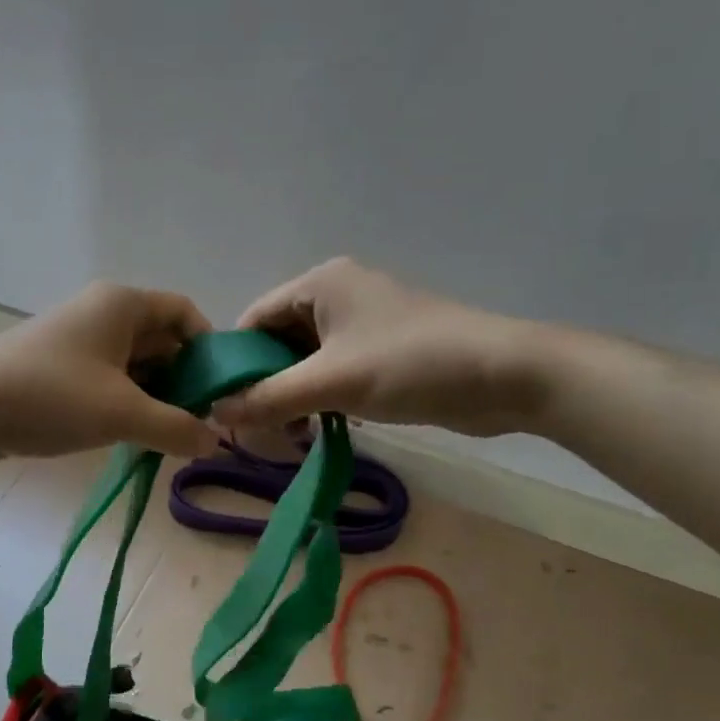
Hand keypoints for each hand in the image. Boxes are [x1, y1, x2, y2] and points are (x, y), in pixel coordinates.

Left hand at [0, 282, 220, 461]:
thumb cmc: (50, 396)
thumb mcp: (122, 414)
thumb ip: (176, 428)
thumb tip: (214, 442)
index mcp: (123, 305)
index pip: (185, 313)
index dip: (209, 349)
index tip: (220, 392)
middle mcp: (102, 314)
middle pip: (161, 341)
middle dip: (183, 381)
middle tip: (199, 425)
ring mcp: (78, 342)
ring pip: (134, 366)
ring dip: (154, 399)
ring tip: (170, 438)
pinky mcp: (59, 370)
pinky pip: (107, 382)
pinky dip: (125, 405)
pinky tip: (133, 438)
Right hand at [213, 258, 550, 435]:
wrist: (505, 376)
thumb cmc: (410, 364)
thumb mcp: (331, 382)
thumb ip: (268, 398)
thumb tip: (214, 414)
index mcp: (321, 284)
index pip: (255, 318)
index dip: (234, 361)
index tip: (221, 404)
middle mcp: (338, 296)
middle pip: (278, 341)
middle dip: (264, 384)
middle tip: (253, 429)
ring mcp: (363, 325)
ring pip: (306, 362)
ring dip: (292, 397)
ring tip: (286, 436)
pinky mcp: (383, 353)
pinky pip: (334, 373)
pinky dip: (320, 399)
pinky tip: (317, 429)